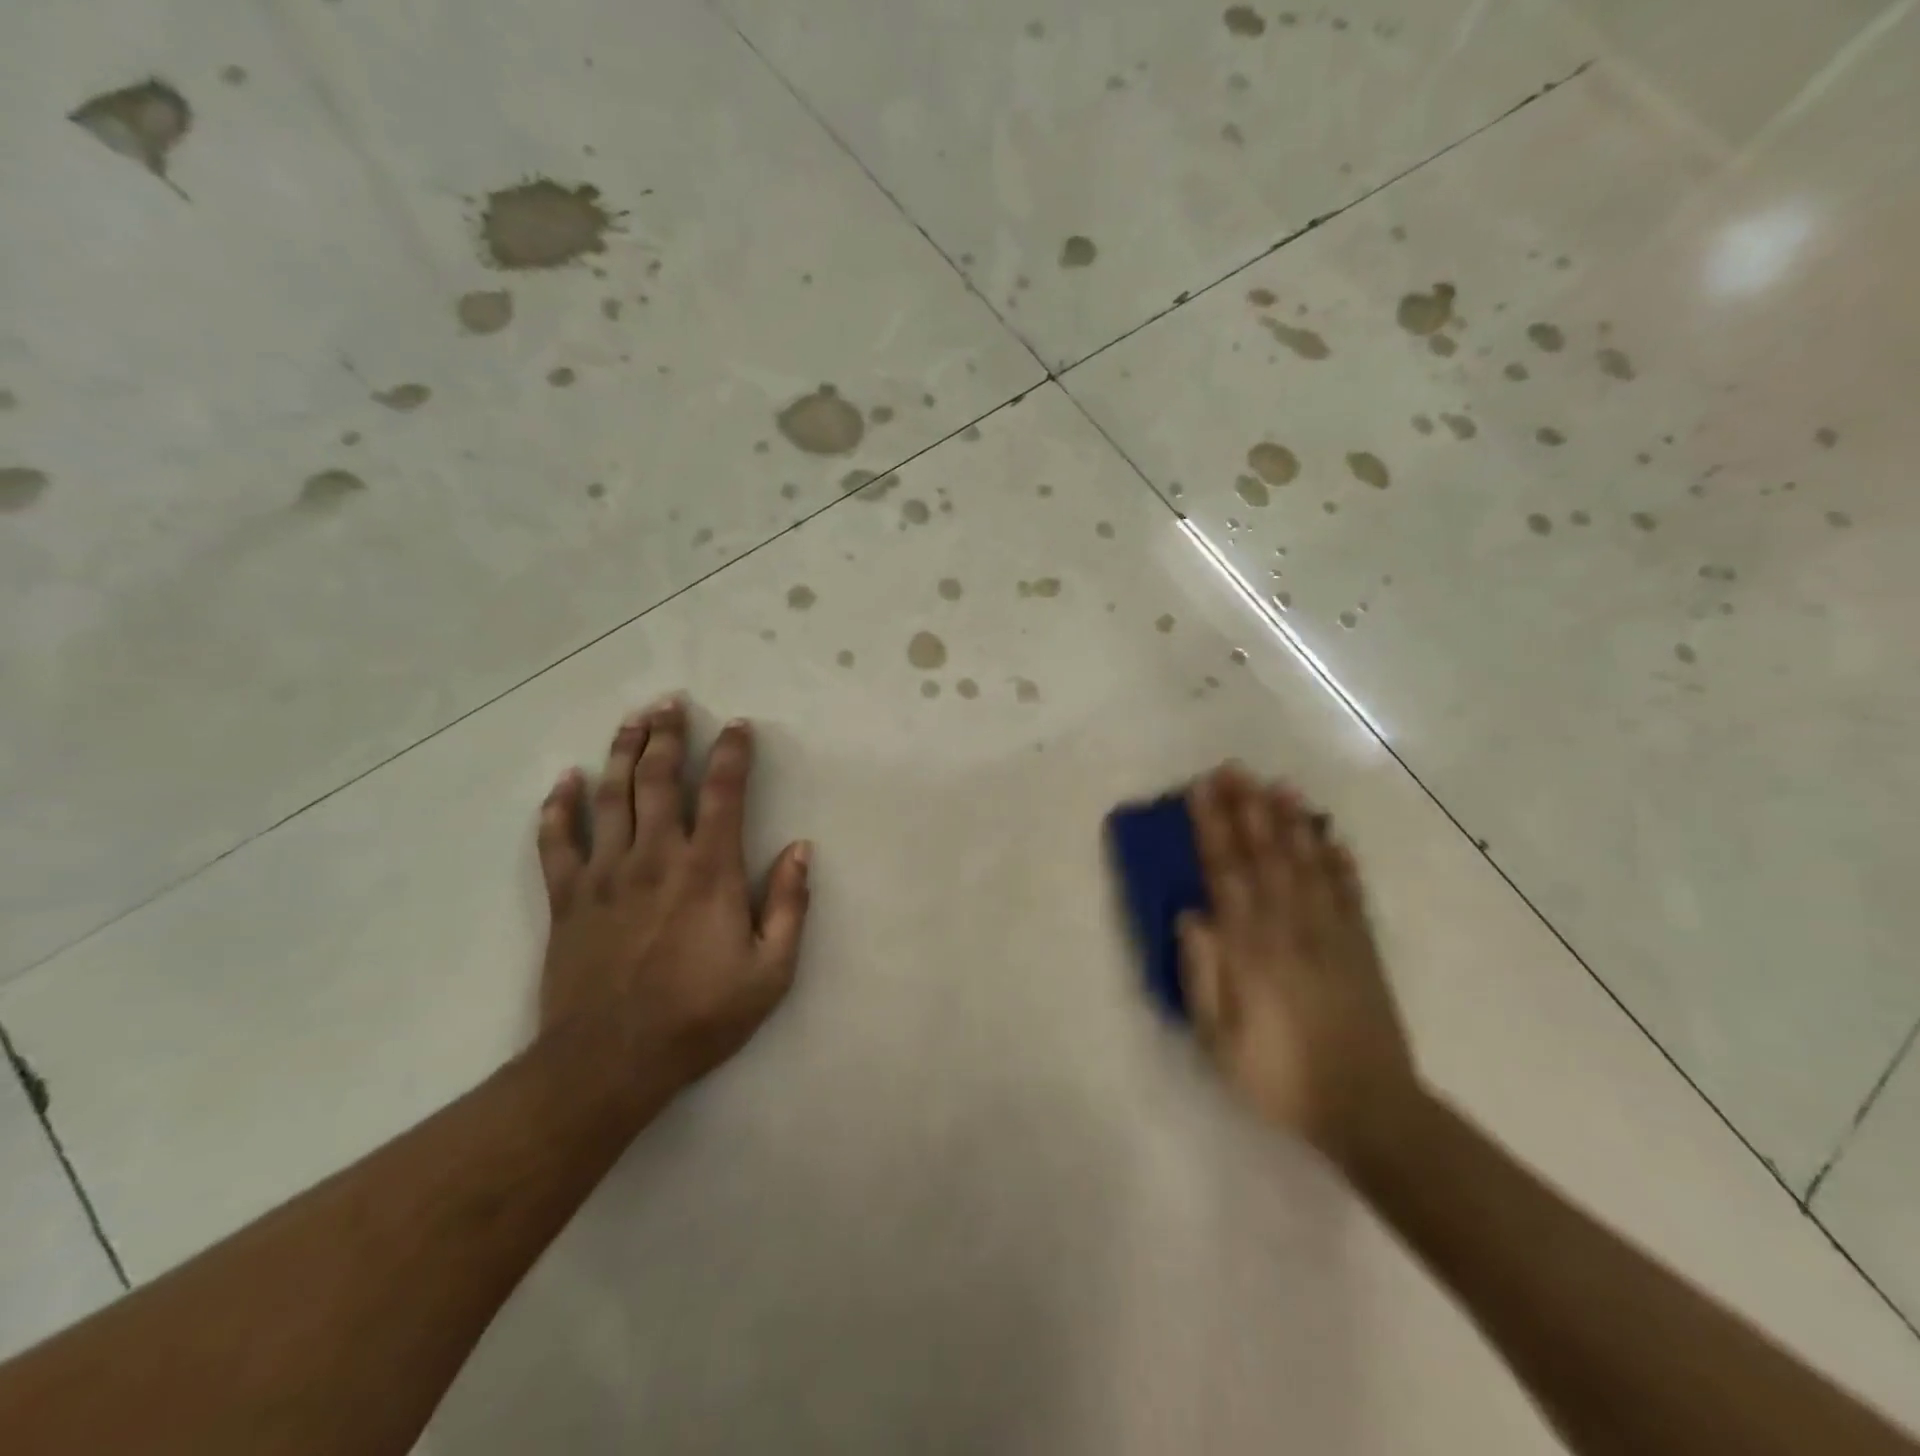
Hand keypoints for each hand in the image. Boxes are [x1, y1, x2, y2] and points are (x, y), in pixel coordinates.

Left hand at [535, 697, 811, 1099]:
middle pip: (660, 778)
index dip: (733, 753)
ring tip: (632, 719)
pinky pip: (557, 840)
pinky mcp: (567, 898)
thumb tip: (801, 849)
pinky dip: (558, 806)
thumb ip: (790, 905)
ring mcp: (605, 873)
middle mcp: (656, 856)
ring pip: (611, 796)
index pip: (724, 793)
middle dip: (668, 735)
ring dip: (622, 752)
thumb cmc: (700, 1016)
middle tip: (671, 701)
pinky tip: (564, 780)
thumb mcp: (771, 971)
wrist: (610, 1061)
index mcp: (709, 870)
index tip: (738, 725)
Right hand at [1178, 765, 1415, 1161]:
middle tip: (1235, 769)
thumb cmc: (1278, 1075)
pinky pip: (1349, 892)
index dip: (1213, 828)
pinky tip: (1330, 836)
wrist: (1367, 1109)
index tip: (1201, 791)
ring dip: (1292, 822)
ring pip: (1308, 864)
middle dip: (1248, 808)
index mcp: (1252, 949)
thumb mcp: (1220, 1038)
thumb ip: (1203, 974)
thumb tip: (1190, 915)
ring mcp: (1332, 934)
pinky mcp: (1362, 947)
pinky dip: (1339, 860)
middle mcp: (1291, 928)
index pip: (1227, 873)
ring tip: (1279, 785)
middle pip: (1267, 856)